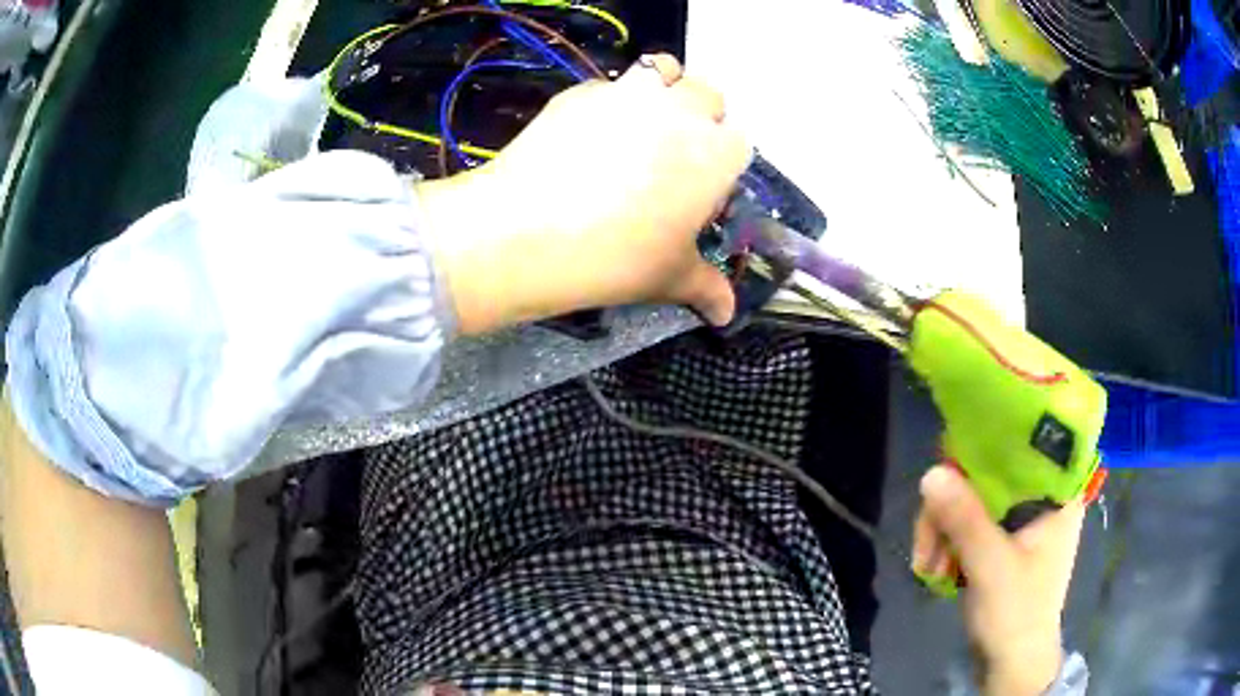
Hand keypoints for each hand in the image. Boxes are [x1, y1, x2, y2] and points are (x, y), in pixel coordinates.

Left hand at [416, 55, 750, 334]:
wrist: (524, 231)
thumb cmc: (614, 257)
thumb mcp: (668, 277)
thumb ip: (707, 288)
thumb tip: (727, 315)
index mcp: (716, 153)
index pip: (737, 143)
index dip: (720, 163)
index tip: (699, 190)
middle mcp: (680, 110)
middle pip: (706, 96)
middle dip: (698, 117)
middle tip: (669, 156)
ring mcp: (628, 93)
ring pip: (661, 71)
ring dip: (660, 91)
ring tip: (636, 127)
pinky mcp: (581, 91)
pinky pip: (609, 86)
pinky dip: (609, 102)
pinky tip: (585, 138)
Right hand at [913, 466, 1083, 695]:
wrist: (1009, 665)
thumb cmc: (1016, 614)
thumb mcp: (991, 567)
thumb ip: (965, 520)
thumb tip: (931, 472)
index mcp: (1057, 495)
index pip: (1025, 447)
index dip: (988, 447)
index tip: (951, 464)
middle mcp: (1040, 501)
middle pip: (989, 477)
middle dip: (952, 508)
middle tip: (927, 543)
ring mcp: (1018, 524)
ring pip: (973, 501)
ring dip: (943, 530)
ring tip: (927, 567)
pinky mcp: (1000, 543)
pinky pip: (968, 525)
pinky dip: (947, 543)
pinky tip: (933, 568)